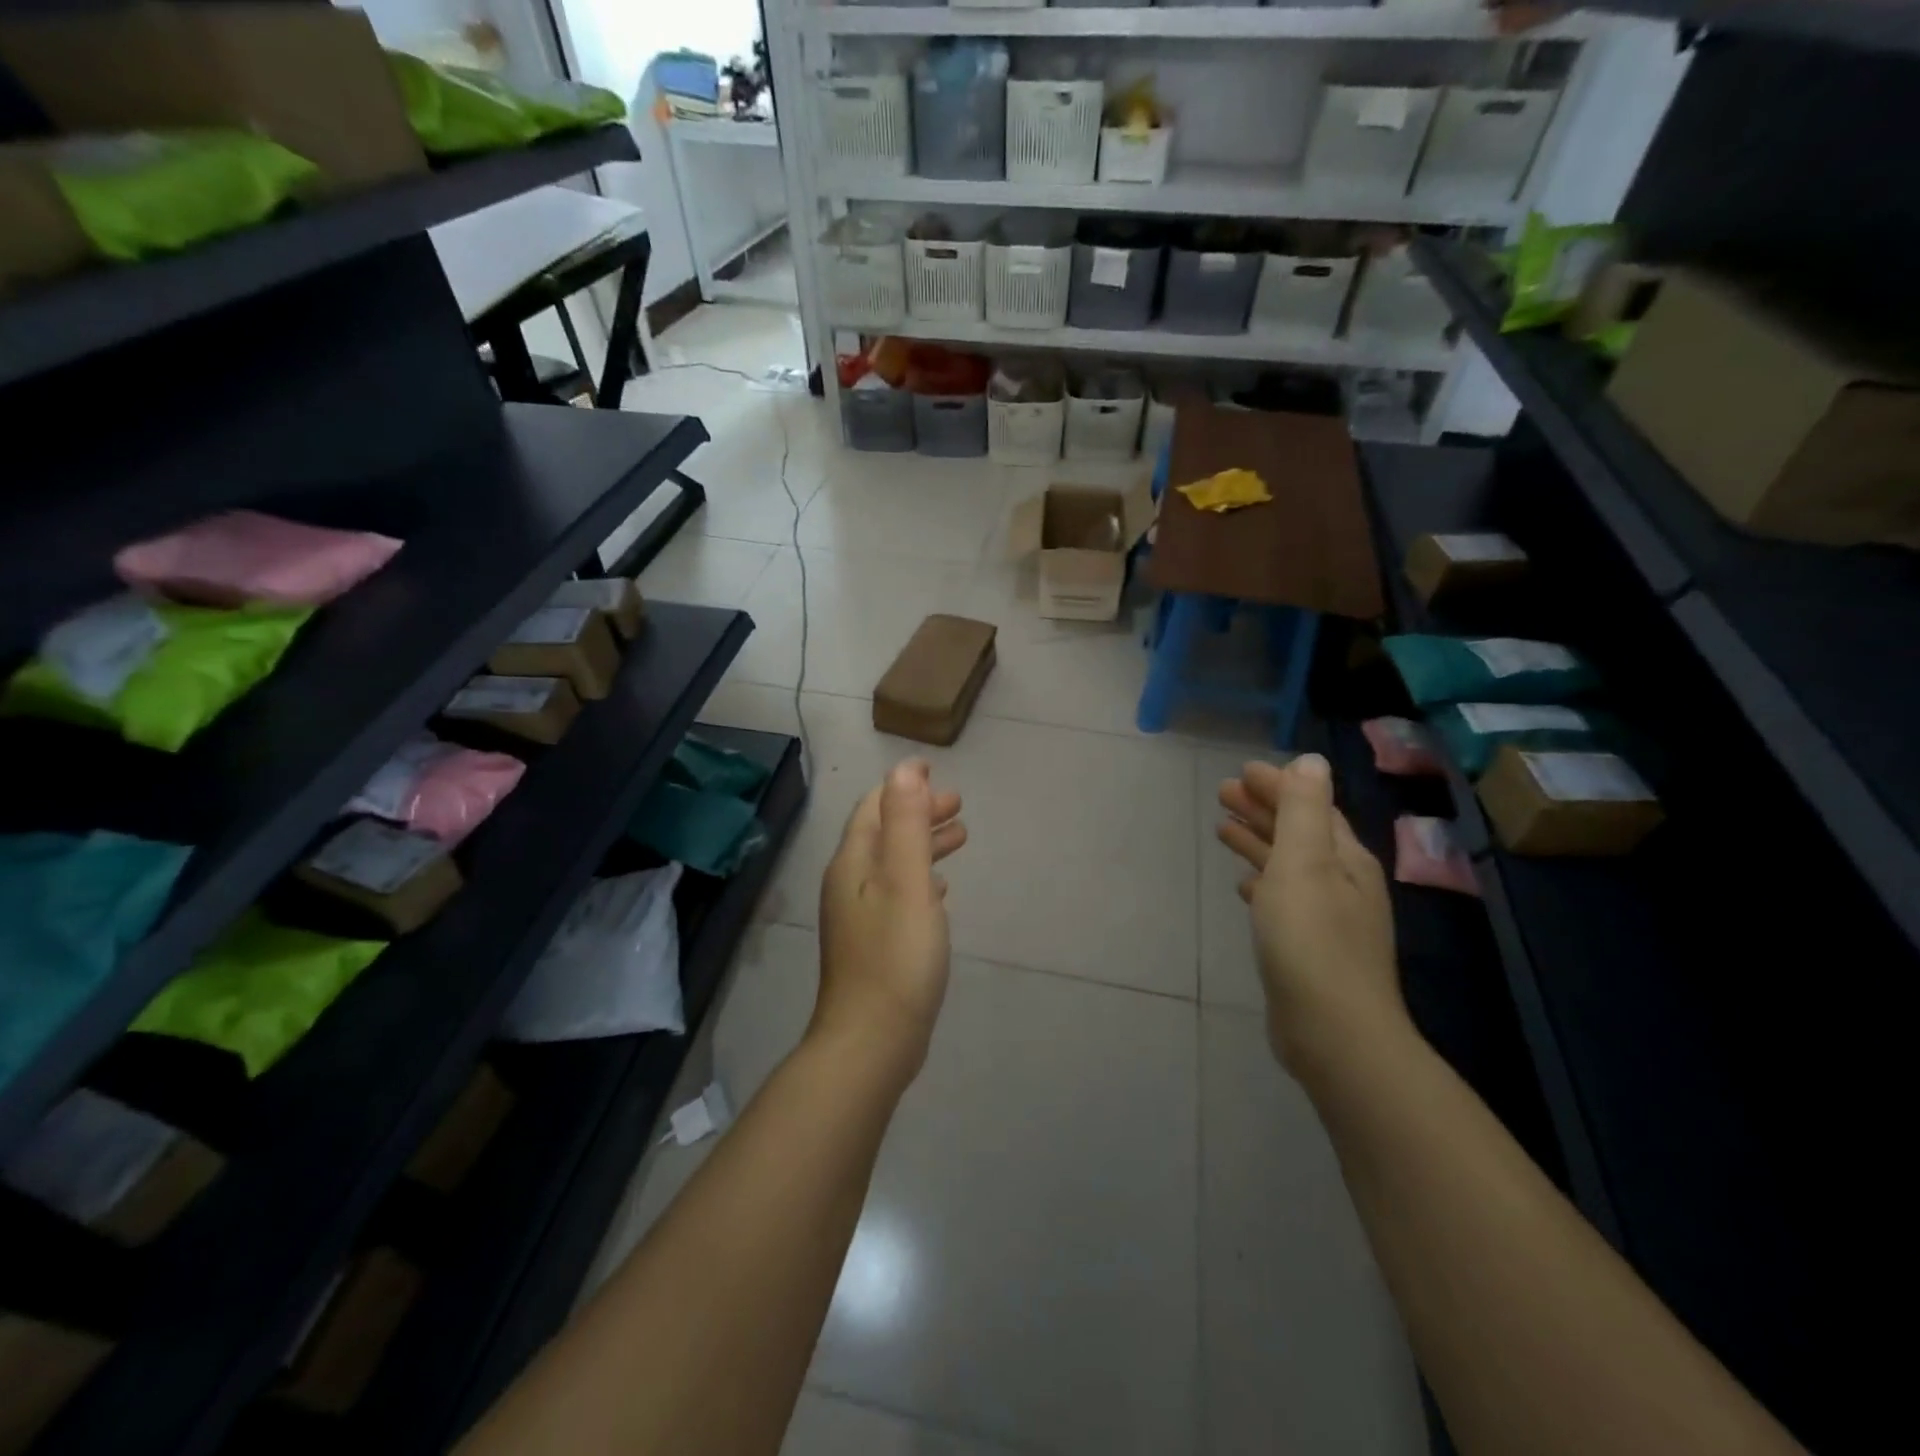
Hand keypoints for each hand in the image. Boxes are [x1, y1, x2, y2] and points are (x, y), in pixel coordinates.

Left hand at [814, 761, 966, 1084]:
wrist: (872, 1040)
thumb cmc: (895, 955)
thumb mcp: (906, 880)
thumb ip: (906, 823)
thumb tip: (904, 770)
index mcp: (853, 864)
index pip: (874, 808)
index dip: (902, 786)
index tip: (934, 770)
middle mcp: (849, 884)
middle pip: (883, 834)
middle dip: (919, 813)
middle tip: (959, 805)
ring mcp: (859, 917)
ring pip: (893, 864)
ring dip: (923, 844)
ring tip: (960, 836)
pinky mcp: (874, 944)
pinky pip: (897, 894)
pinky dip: (920, 879)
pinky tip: (940, 889)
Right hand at [1217, 754, 1407, 1073]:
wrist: (1332, 1031)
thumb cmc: (1312, 939)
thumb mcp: (1305, 863)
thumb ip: (1304, 809)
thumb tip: (1311, 760)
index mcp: (1345, 859)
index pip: (1310, 806)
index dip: (1277, 785)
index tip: (1240, 771)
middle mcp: (1342, 883)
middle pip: (1299, 833)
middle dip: (1263, 808)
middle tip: (1221, 792)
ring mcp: (1327, 918)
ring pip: (1288, 865)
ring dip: (1259, 841)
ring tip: (1223, 828)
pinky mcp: (1308, 948)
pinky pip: (1282, 898)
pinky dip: (1262, 881)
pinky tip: (1243, 885)